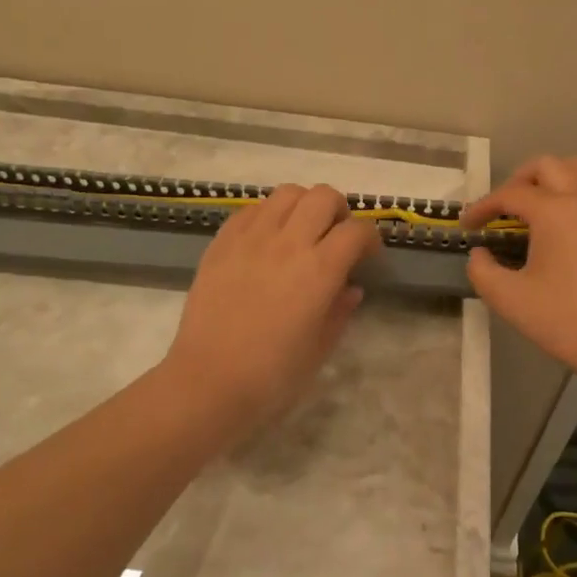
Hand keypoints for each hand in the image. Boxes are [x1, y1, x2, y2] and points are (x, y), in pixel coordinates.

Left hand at [160, 184, 380, 444]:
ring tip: (300, 231)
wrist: (207, 383)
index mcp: (320, 270)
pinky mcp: (222, 241)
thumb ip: (339, 311)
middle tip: (335, 235)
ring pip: (287, 193)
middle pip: (323, 196)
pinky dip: (267, 215)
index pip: (356, 231)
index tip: (367, 254)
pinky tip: (266, 239)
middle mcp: (288, 242)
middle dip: (339, 210)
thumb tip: (351, 287)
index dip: (369, 238)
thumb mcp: (319, 349)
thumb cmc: (271, 376)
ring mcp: (251, 237)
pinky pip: (251, 209)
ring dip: (303, 205)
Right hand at [462, 155, 576, 388]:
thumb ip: (482, 271)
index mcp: (553, 212)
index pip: (509, 195)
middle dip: (519, 180)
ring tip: (548, 198)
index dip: (483, 206)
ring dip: (560, 175)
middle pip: (547, 166)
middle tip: (506, 208)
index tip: (469, 225)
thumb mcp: (509, 300)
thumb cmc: (567, 322)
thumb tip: (480, 253)